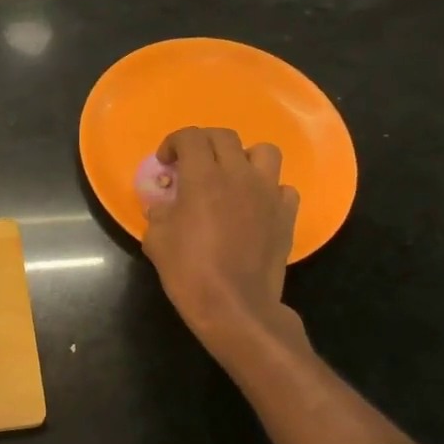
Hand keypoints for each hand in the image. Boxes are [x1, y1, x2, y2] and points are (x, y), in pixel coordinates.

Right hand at [142, 127, 304, 347]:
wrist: (235, 306)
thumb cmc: (189, 271)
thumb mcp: (156, 241)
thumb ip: (159, 214)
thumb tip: (164, 207)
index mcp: (203, 177)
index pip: (190, 137)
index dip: (174, 142)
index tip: (166, 161)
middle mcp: (239, 176)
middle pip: (224, 137)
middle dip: (204, 143)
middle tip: (192, 164)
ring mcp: (268, 194)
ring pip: (263, 152)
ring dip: (244, 158)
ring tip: (231, 177)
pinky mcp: (286, 215)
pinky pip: (282, 188)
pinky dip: (268, 190)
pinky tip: (255, 206)